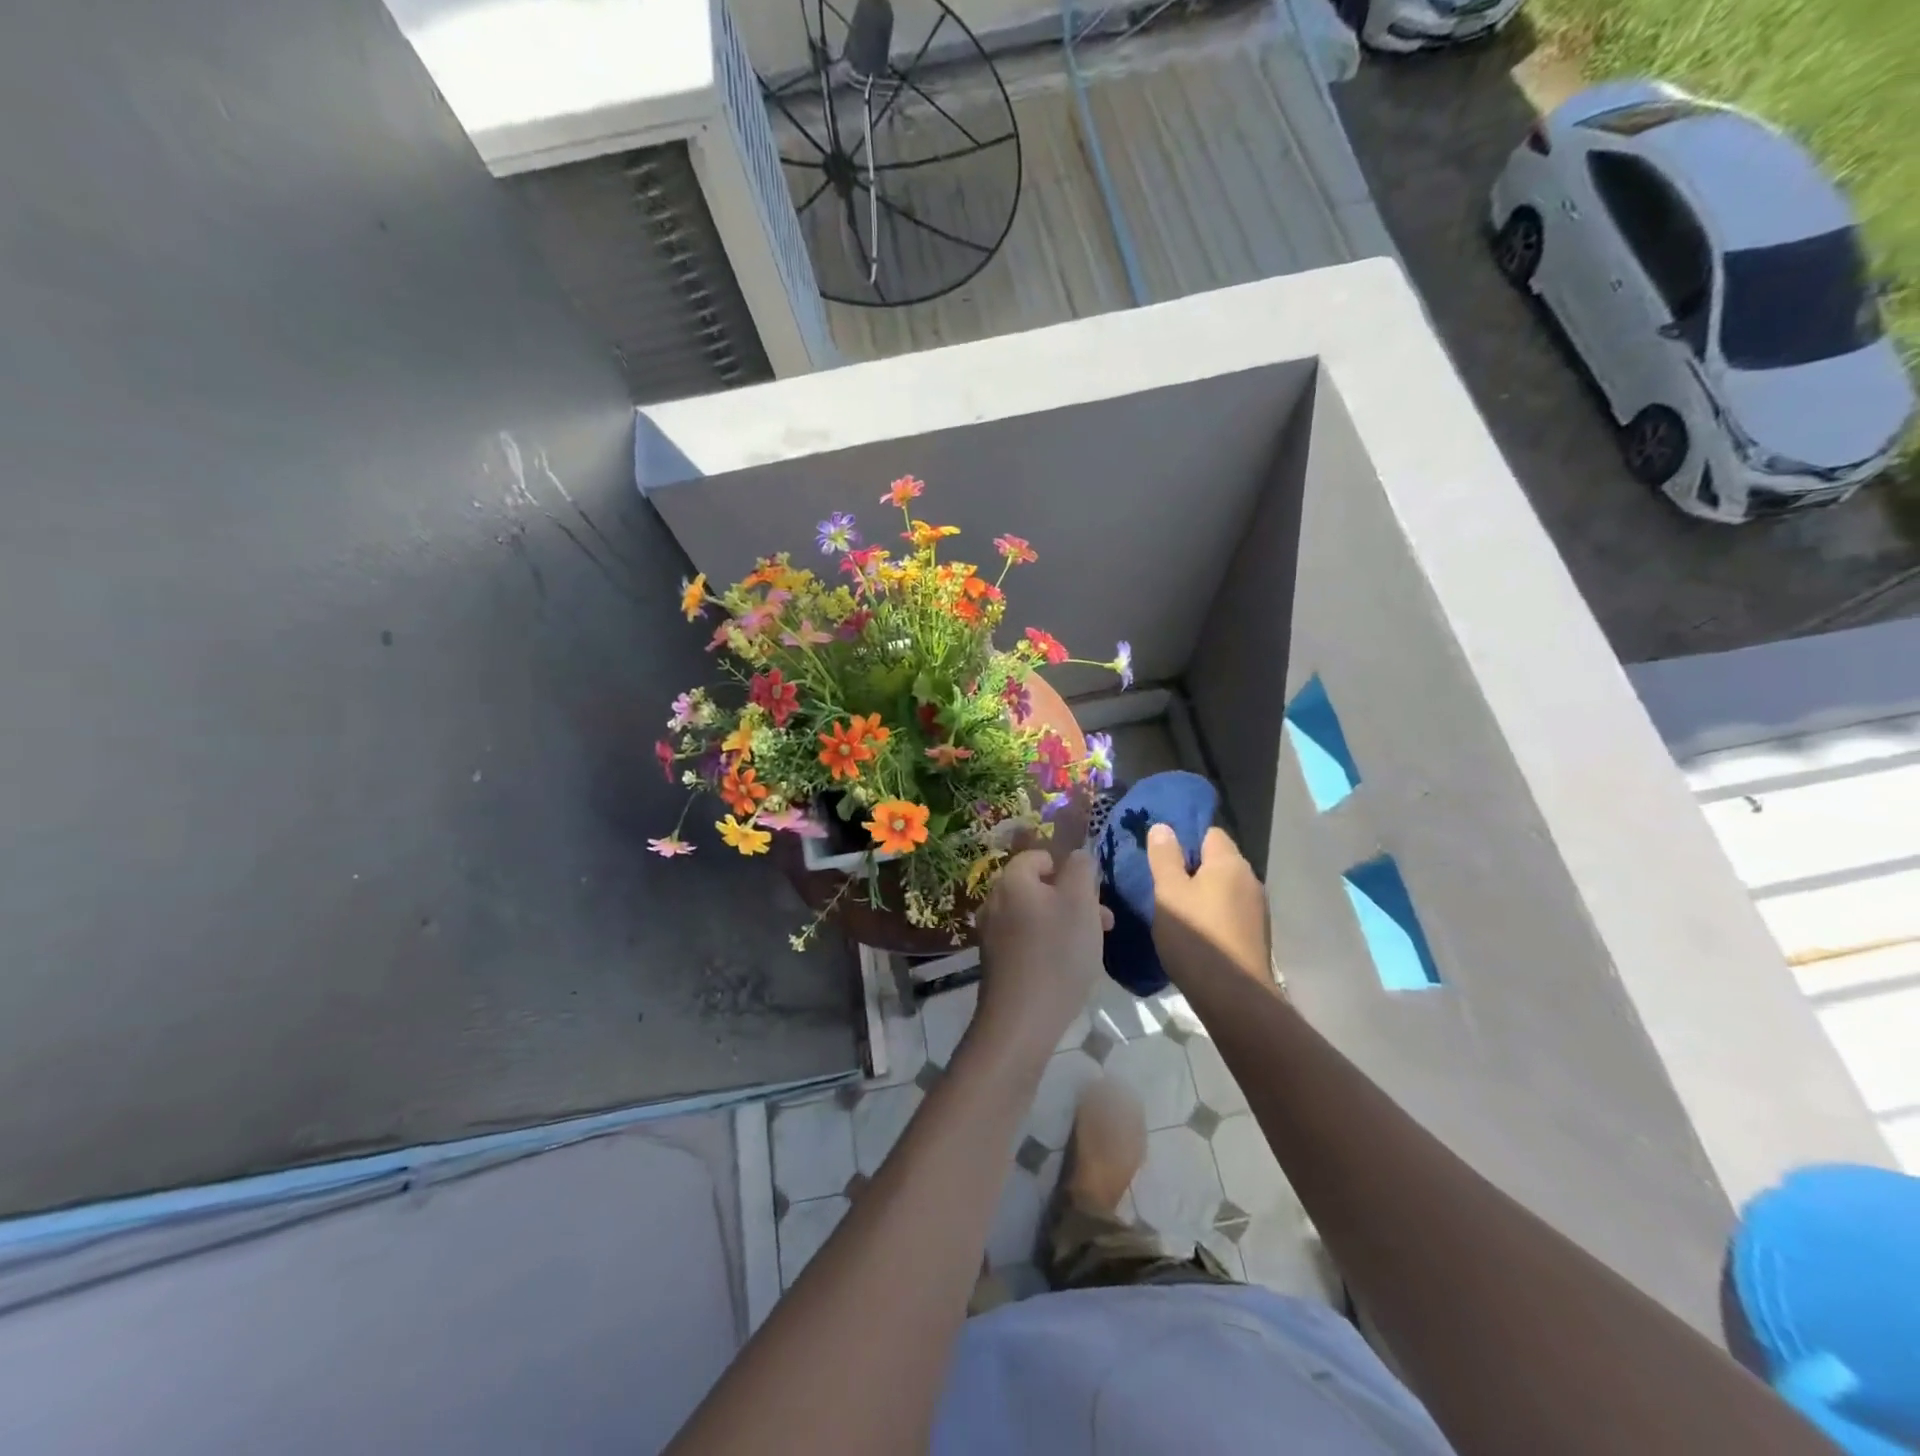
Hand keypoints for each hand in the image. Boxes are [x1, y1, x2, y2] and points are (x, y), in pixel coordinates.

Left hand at [973, 846, 1109, 1059]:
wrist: (1021, 1020)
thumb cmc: (1057, 953)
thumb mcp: (1080, 903)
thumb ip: (1080, 869)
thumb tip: (1076, 855)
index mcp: (1011, 880)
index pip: (1038, 856)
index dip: (1067, 869)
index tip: (1091, 893)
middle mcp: (994, 901)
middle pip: (1038, 888)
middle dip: (1072, 900)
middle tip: (1102, 922)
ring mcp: (991, 933)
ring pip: (1035, 915)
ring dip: (1064, 924)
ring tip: (1092, 948)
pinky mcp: (994, 962)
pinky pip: (1025, 940)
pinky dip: (1047, 945)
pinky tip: (1067, 968)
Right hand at [1144, 824, 1270, 986]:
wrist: (1234, 998)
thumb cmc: (1196, 937)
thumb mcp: (1169, 893)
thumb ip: (1164, 857)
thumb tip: (1163, 826)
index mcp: (1230, 863)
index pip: (1209, 832)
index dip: (1185, 839)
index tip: (1161, 855)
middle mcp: (1249, 879)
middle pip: (1217, 860)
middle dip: (1191, 867)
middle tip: (1161, 882)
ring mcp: (1256, 908)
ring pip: (1223, 887)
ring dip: (1201, 893)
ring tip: (1174, 909)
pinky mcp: (1255, 934)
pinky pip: (1229, 910)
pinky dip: (1212, 914)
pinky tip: (1194, 932)